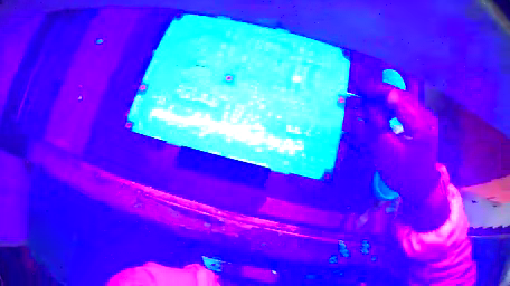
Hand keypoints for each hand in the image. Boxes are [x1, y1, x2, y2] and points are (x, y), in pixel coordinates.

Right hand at [361, 84, 448, 229]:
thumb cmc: (403, 175)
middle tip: (361, 94)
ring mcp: (426, 117)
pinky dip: (393, 107)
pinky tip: (384, 112)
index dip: (375, 90)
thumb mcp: (385, 152)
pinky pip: (406, 107)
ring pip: (403, 99)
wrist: (421, 188)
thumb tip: (366, 104)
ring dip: (385, 99)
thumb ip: (375, 124)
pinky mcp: (424, 121)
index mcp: (419, 123)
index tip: (357, 88)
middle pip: (400, 94)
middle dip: (379, 93)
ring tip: (370, 103)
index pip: (395, 96)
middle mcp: (426, 114)